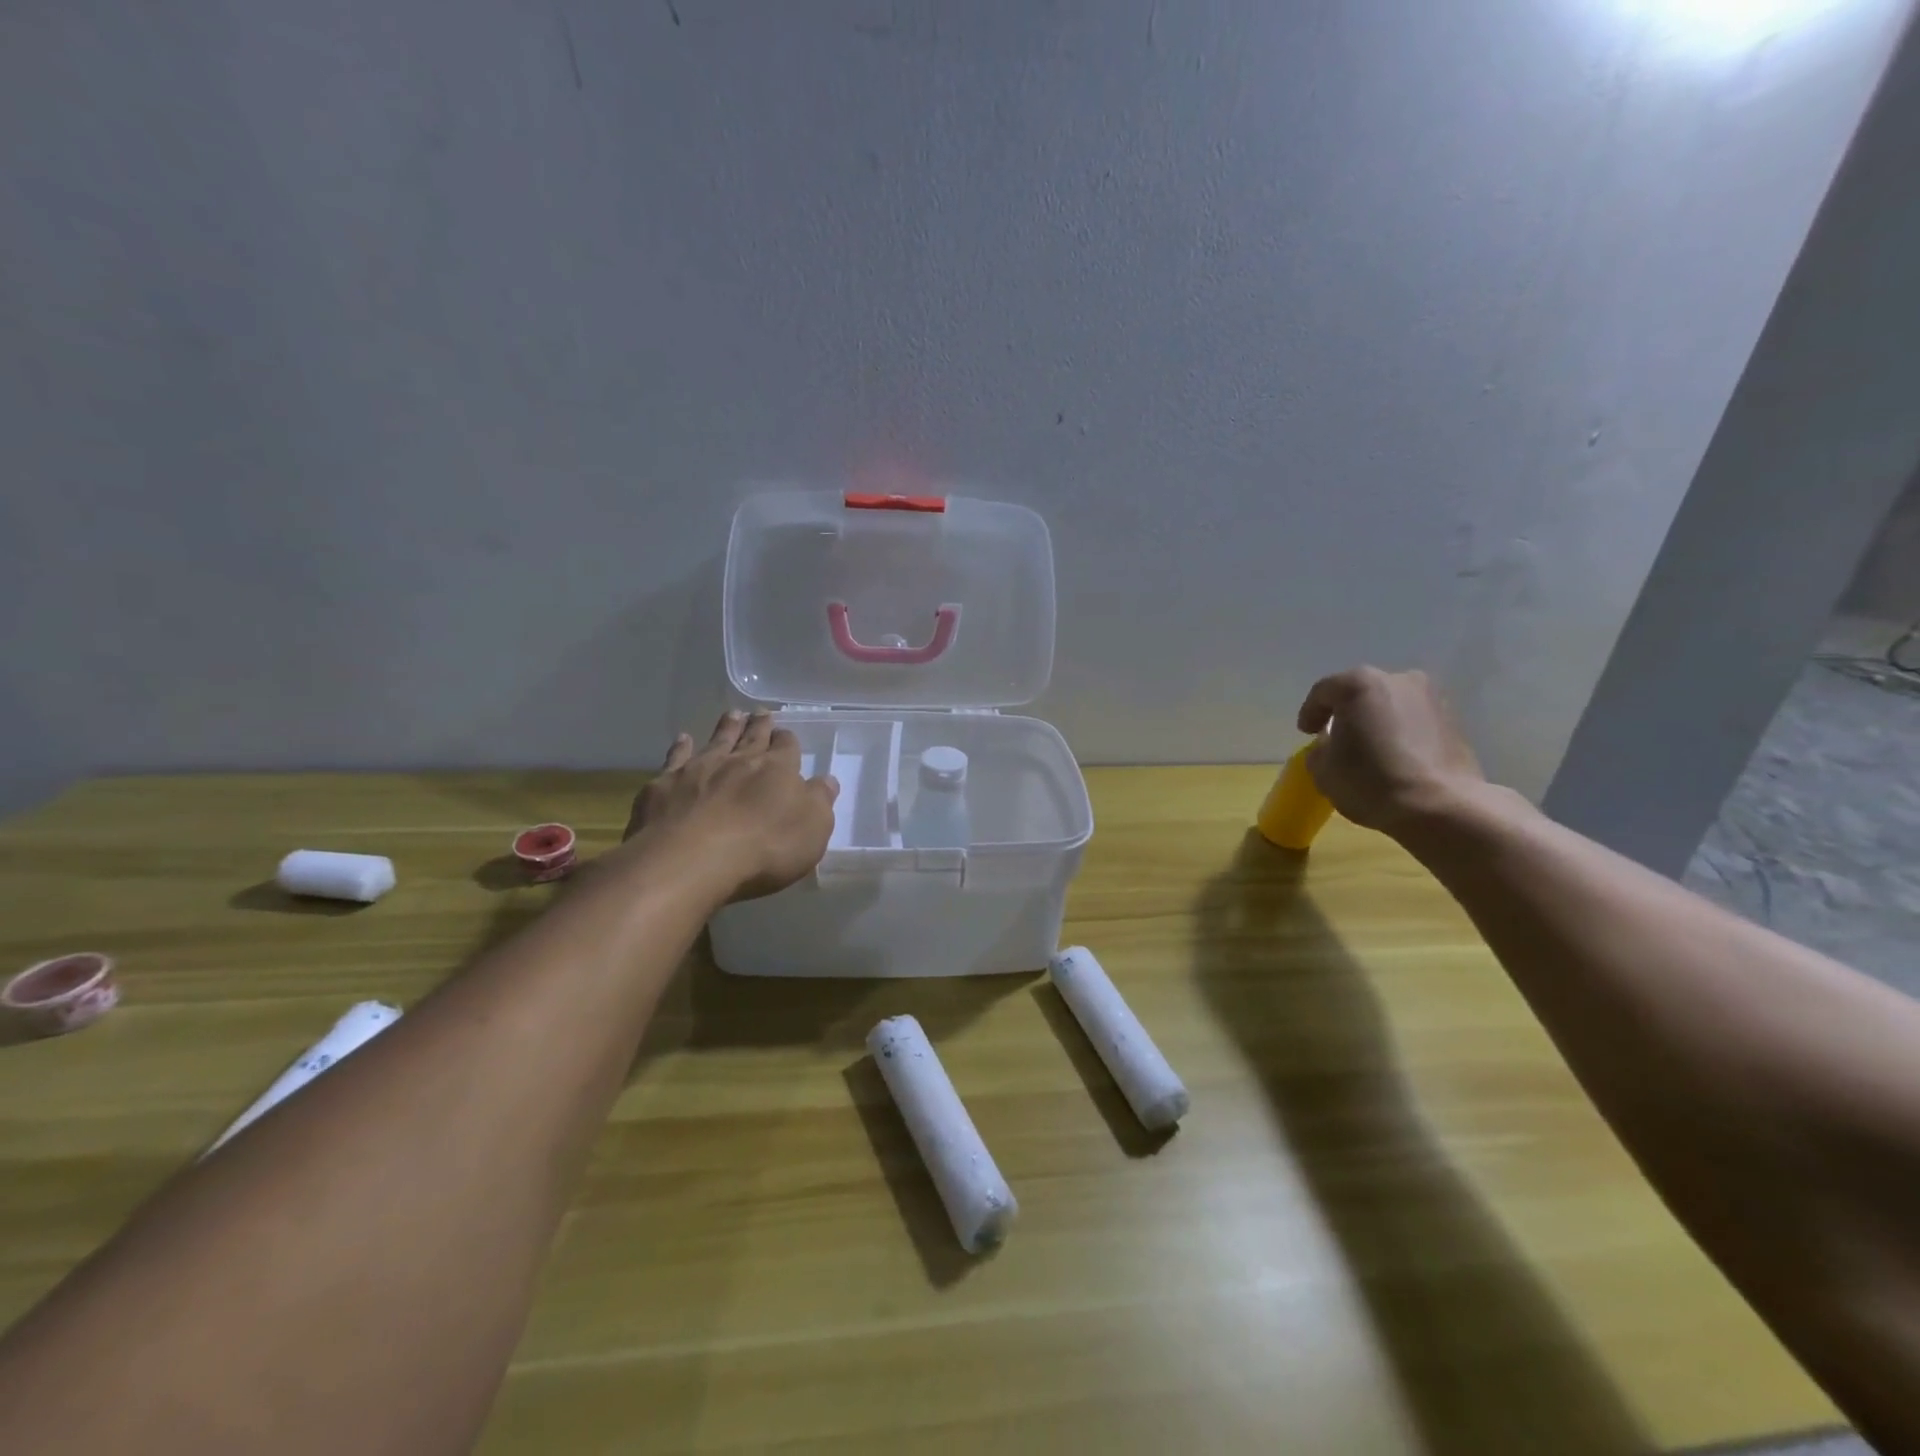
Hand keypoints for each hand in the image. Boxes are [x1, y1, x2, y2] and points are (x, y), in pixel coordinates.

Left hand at [621, 711, 838, 901]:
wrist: (691, 859)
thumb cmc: (764, 848)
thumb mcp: (812, 830)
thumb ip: (819, 801)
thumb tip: (827, 780)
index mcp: (778, 770)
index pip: (787, 747)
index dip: (787, 740)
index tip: (786, 735)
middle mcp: (739, 761)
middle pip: (752, 737)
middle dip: (760, 725)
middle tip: (762, 712)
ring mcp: (699, 769)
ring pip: (717, 740)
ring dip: (726, 727)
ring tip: (733, 715)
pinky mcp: (665, 785)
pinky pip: (676, 757)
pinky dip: (681, 747)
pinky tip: (683, 739)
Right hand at [1296, 667, 1484, 833]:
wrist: (1441, 807)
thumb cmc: (1371, 782)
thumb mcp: (1323, 769)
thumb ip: (1320, 749)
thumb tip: (1330, 744)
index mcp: (1358, 685)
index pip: (1323, 692)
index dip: (1310, 712)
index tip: (1306, 733)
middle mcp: (1397, 679)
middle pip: (1360, 692)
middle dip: (1347, 712)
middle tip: (1337, 737)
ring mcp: (1430, 697)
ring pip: (1390, 704)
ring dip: (1376, 720)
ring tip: (1369, 747)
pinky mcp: (1453, 718)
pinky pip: (1414, 719)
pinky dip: (1401, 731)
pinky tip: (1395, 755)